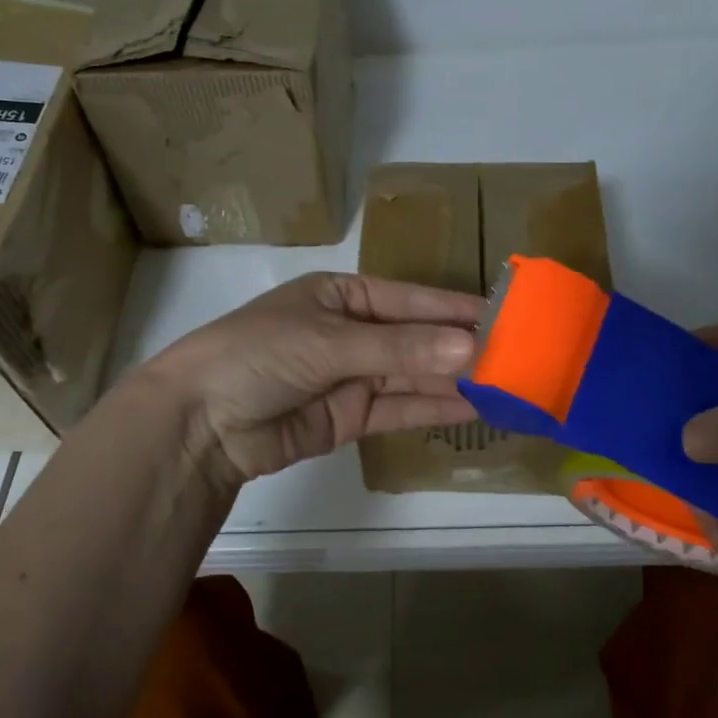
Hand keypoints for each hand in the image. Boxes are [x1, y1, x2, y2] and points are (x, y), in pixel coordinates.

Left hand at [146, 272, 484, 482]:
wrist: (200, 421)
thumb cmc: (259, 355)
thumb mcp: (329, 341)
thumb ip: (400, 347)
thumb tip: (470, 346)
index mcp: (342, 295)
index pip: (410, 299)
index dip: (455, 308)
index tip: (504, 314)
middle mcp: (351, 332)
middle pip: (416, 338)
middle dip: (461, 347)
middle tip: (517, 355)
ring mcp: (352, 376)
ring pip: (413, 375)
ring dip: (454, 380)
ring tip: (505, 384)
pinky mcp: (350, 417)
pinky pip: (399, 408)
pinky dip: (432, 409)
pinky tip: (471, 408)